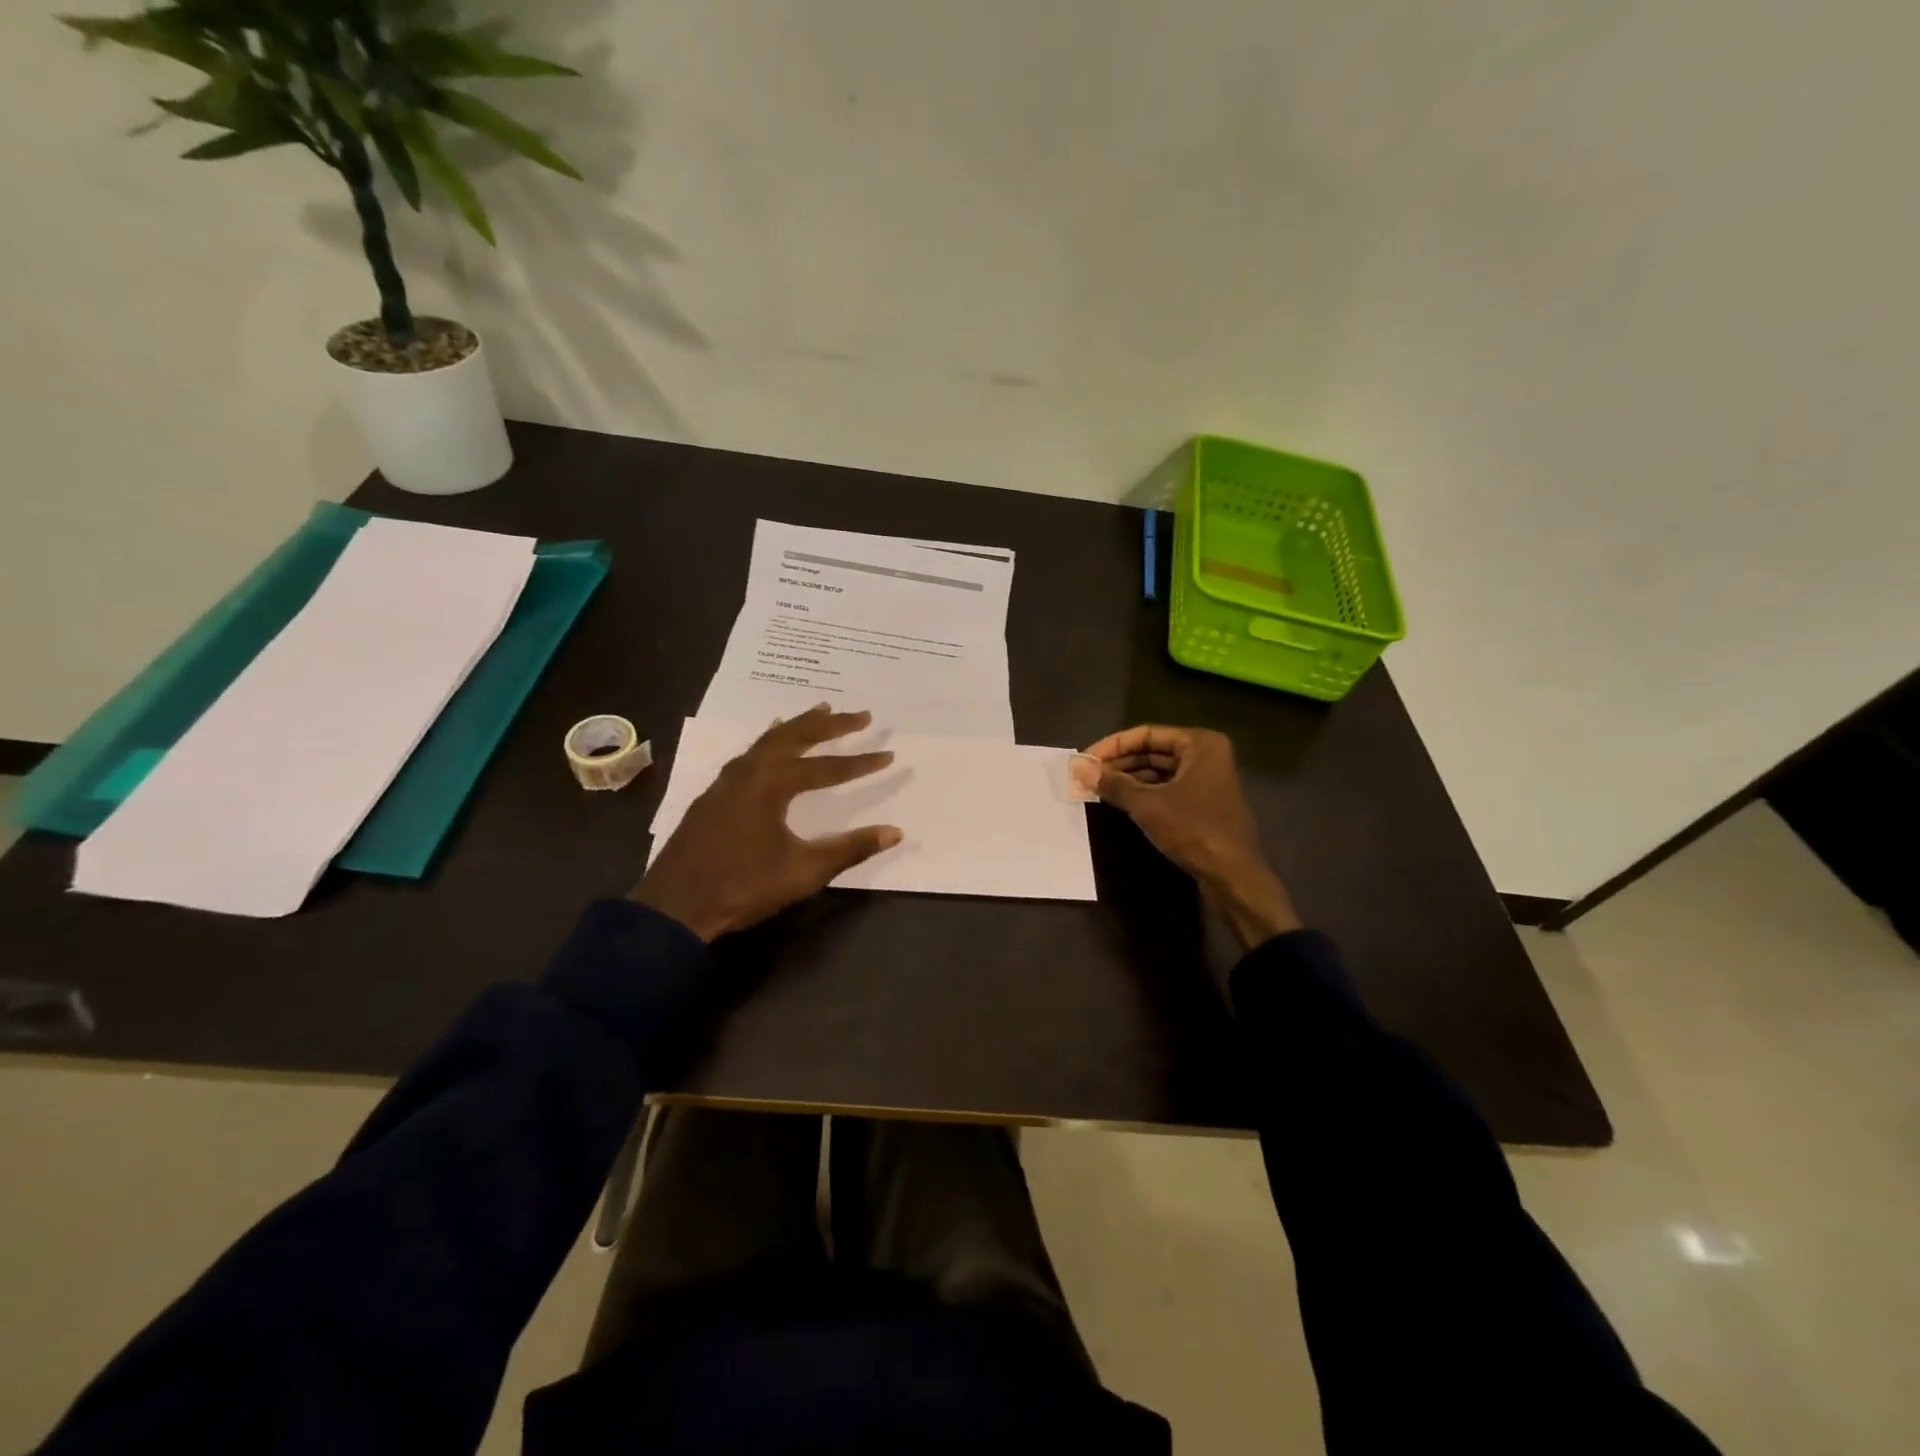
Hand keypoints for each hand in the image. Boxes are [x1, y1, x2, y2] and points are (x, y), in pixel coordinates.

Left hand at [634, 706, 902, 940]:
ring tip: (822, 712)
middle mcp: (749, 771)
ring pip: (769, 740)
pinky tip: (772, 744)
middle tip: (862, 715)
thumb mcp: (804, 871)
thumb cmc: (743, 887)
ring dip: (799, 726)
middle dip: (831, 725)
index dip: (860, 763)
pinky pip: (750, 753)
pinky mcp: (714, 794)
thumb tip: (895, 832)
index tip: (889, 755)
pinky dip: (771, 740)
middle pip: (795, 736)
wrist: (675, 907)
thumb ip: (850, 848)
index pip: (826, 767)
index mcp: (771, 784)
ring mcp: (727, 781)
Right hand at [1074, 725, 1301, 948]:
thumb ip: (1113, 784)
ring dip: (1128, 779)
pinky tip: (1119, 802)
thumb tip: (1079, 768)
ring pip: (1158, 771)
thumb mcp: (1147, 805)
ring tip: (1096, 788)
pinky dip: (1143, 792)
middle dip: (1119, 763)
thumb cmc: (1193, 829)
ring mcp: (1206, 780)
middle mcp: (1205, 755)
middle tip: (1086, 775)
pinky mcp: (1202, 804)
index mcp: (1199, 744)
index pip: (1146, 734)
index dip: (1112, 746)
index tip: (1085, 759)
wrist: (1233, 876)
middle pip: (1152, 751)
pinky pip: (1166, 788)